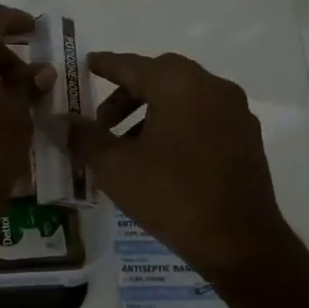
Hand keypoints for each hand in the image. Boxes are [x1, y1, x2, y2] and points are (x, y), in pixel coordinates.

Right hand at [64, 51, 292, 276]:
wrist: (240, 243)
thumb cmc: (170, 194)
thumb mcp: (114, 166)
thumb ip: (84, 136)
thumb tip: (61, 120)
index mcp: (178, 84)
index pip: (132, 65)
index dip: (105, 65)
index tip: (87, 64)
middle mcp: (211, 87)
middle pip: (160, 77)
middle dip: (127, 92)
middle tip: (101, 119)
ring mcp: (235, 113)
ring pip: (184, 97)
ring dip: (151, 110)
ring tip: (126, 144)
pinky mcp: (247, 139)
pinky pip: (203, 116)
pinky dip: (176, 123)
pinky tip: (159, 157)